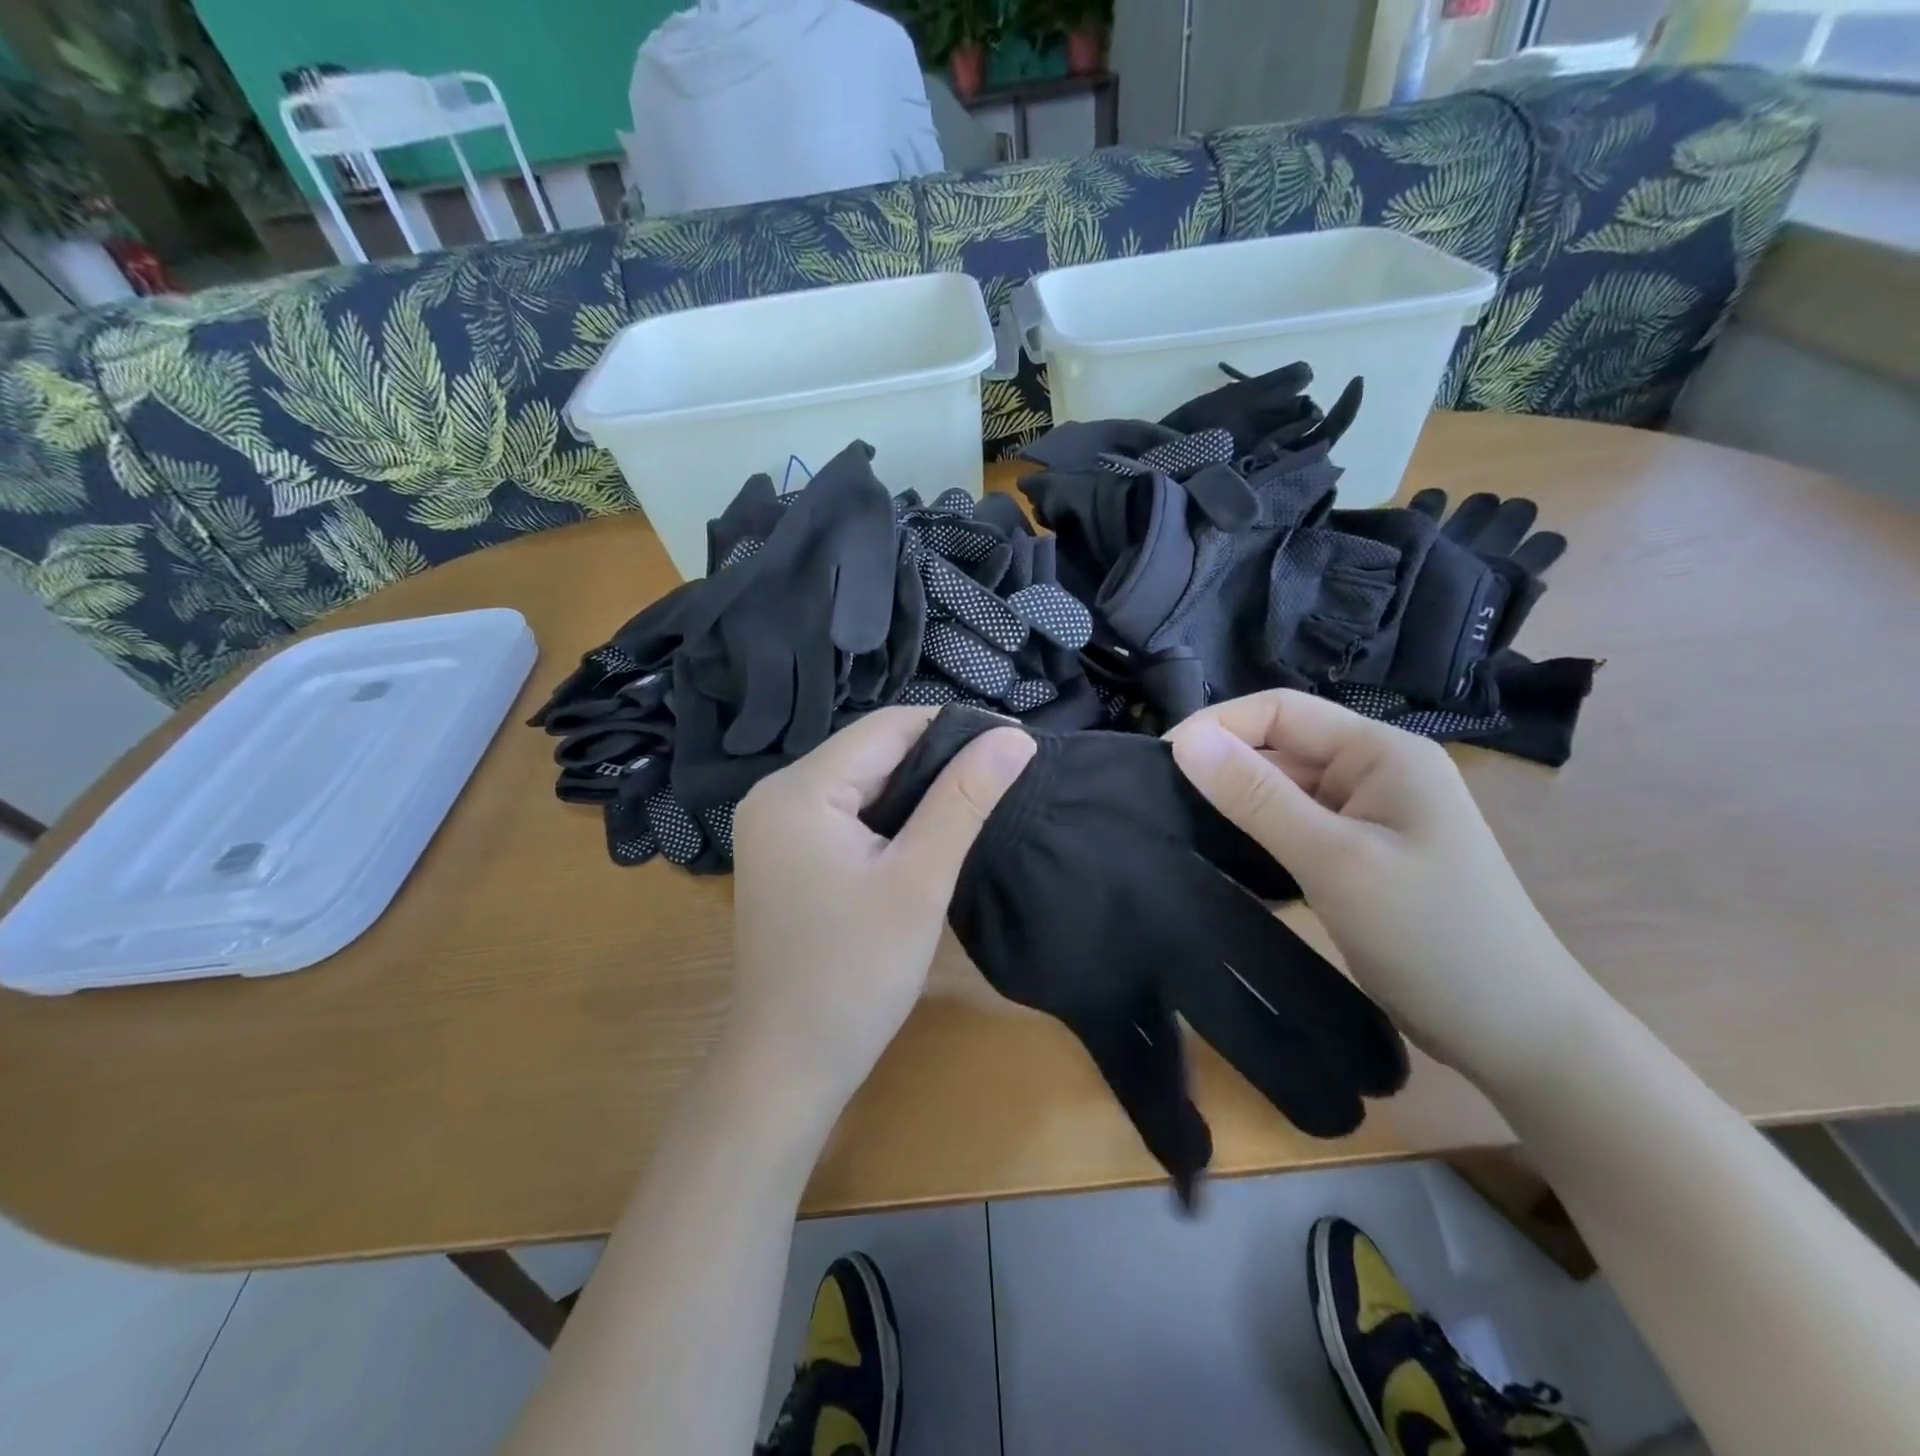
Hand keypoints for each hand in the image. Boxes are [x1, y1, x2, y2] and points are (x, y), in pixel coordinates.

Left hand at [727, 706, 1035, 1109]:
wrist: (788, 1063)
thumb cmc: (855, 974)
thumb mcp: (919, 880)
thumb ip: (964, 800)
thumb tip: (1014, 736)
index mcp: (799, 789)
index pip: (888, 727)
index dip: (954, 728)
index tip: (1014, 744)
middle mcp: (776, 793)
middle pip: (871, 752)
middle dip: (936, 761)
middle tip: (1000, 780)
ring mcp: (774, 825)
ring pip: (861, 782)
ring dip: (915, 790)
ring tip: (974, 803)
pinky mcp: (784, 853)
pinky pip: (845, 813)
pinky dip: (888, 817)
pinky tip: (925, 834)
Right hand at [1167, 690, 1595, 1074]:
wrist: (1516, 1033)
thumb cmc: (1432, 936)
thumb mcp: (1334, 861)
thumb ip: (1257, 798)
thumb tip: (1183, 740)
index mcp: (1382, 751)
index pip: (1282, 710)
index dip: (1217, 725)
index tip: (1158, 761)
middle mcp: (1375, 771)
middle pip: (1281, 747)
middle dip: (1222, 767)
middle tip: (1157, 802)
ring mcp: (1369, 814)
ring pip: (1284, 789)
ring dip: (1236, 804)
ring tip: (1177, 826)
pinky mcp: (1359, 853)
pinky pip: (1295, 826)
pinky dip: (1258, 836)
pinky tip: (1222, 857)